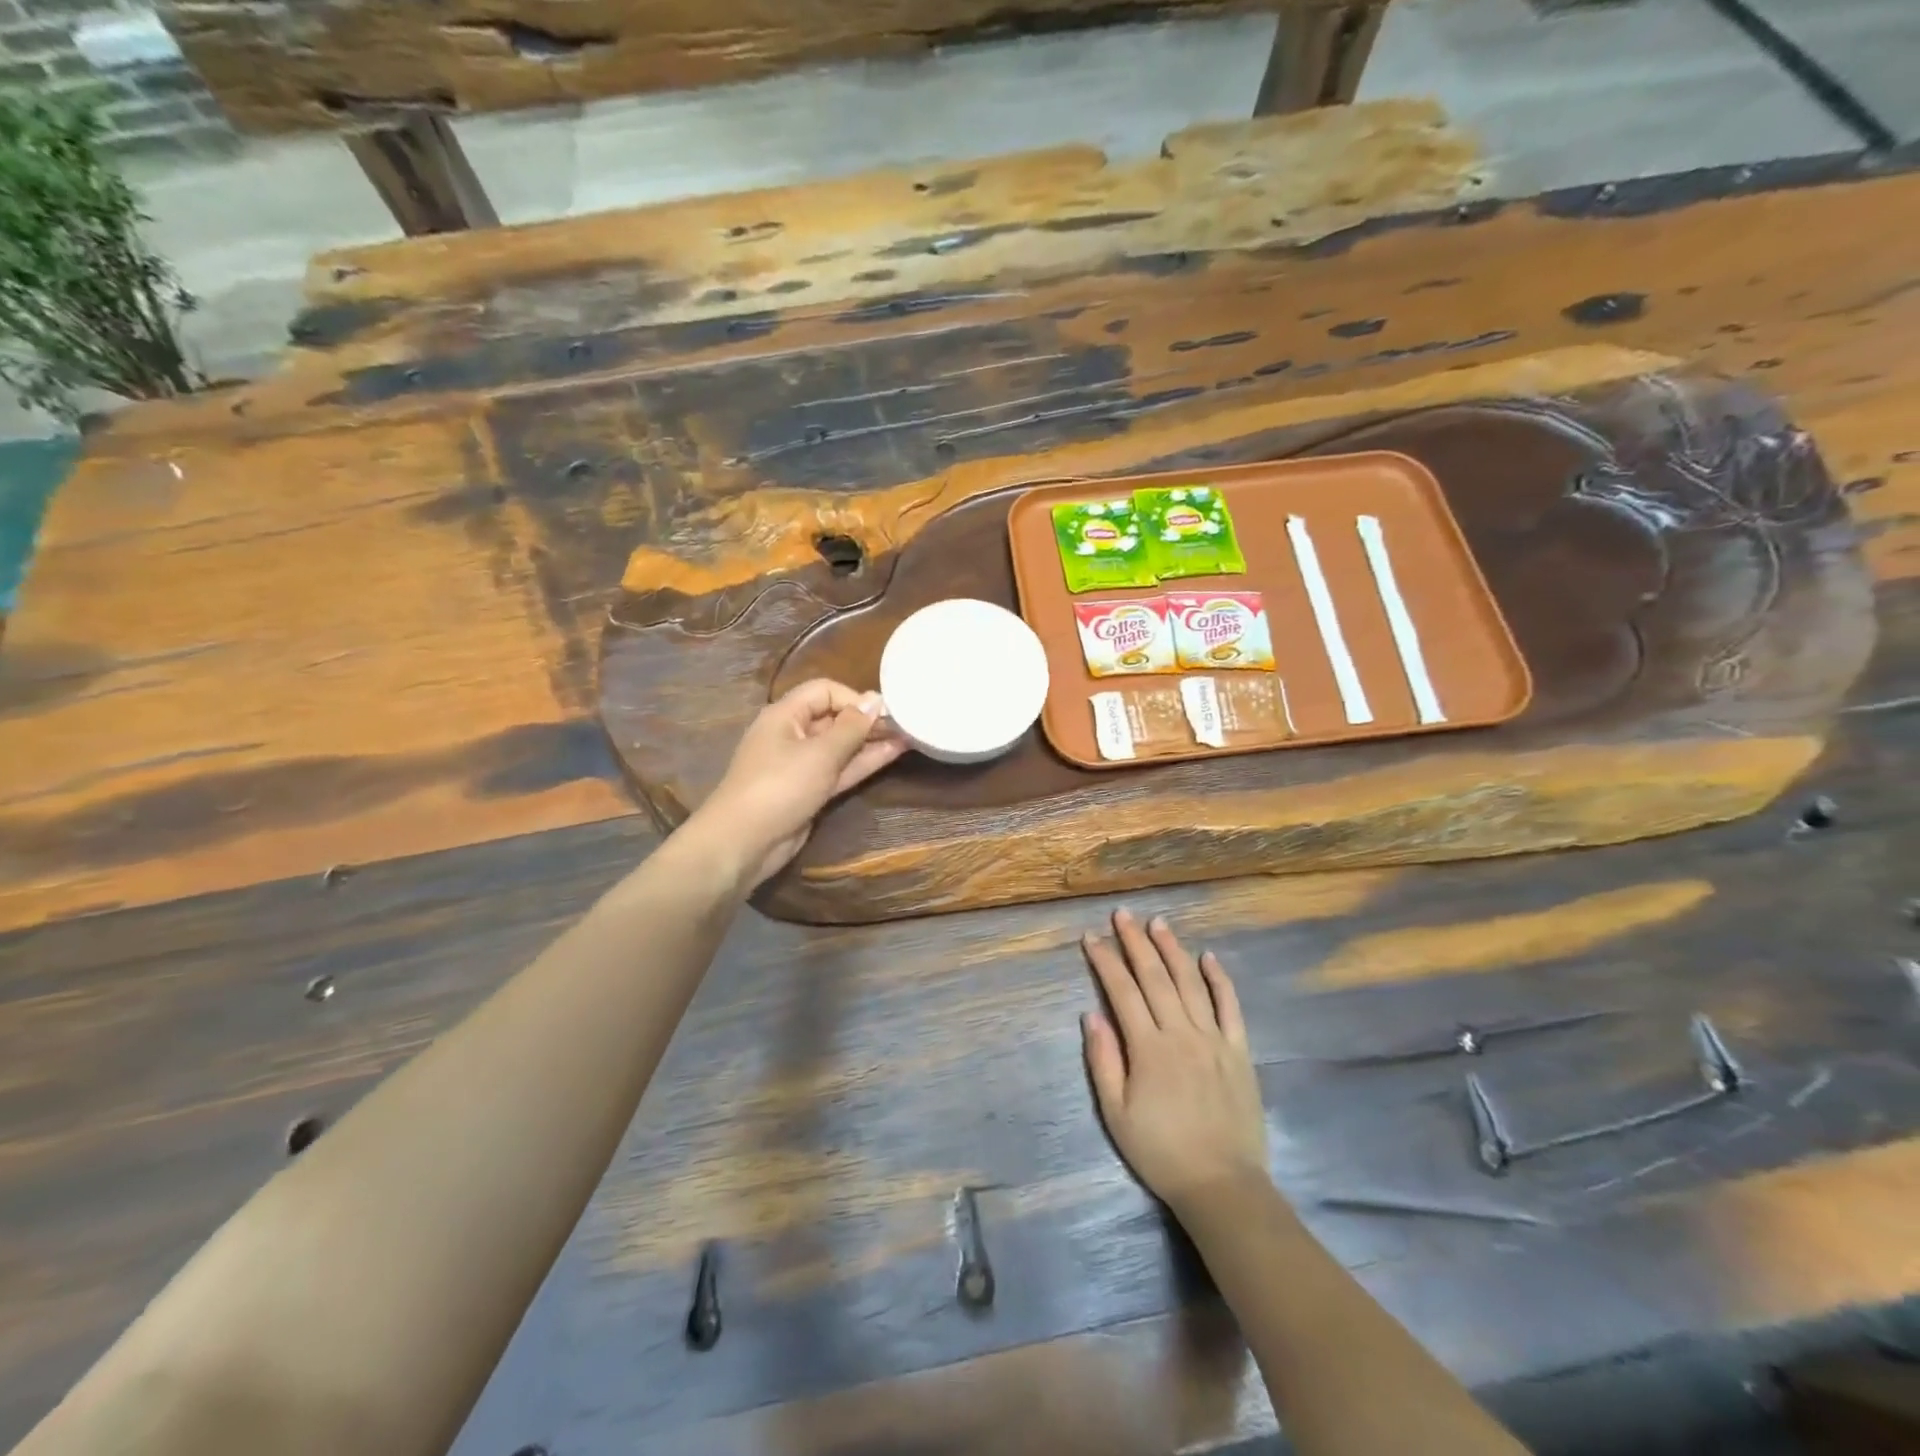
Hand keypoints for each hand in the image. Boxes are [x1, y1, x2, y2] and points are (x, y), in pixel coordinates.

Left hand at [691, 679, 906, 887]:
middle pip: (833, 718)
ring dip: (870, 742)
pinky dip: (862, 763)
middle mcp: (792, 734)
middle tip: (906, 724)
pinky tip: (891, 755)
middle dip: (867, 720)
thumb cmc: (780, 787)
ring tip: (908, 737)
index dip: (854, 697)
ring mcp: (800, 765)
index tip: (884, 712)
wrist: (745, 842)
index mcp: (785, 715)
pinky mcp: (809, 790)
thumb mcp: (820, 753)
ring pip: (840, 747)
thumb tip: (876, 699)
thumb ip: (851, 727)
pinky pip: (839, 770)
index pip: (824, 691)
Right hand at [1081, 910, 1268, 1212]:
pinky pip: (1230, 1006)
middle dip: (1136, 942)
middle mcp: (1181, 1033)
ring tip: (1158, 923)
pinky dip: (1219, 979)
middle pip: (1155, 977)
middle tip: (1123, 914)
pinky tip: (1208, 956)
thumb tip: (1091, 1014)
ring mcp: (1214, 1039)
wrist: (1222, 1185)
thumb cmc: (1161, 1151)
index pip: (1122, 991)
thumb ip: (1103, 1061)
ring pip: (1191, 982)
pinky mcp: (1239, 1051)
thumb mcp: (1116, 1113)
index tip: (1091, 937)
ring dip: (1173, 949)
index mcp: (1148, 1048)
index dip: (1105, 961)